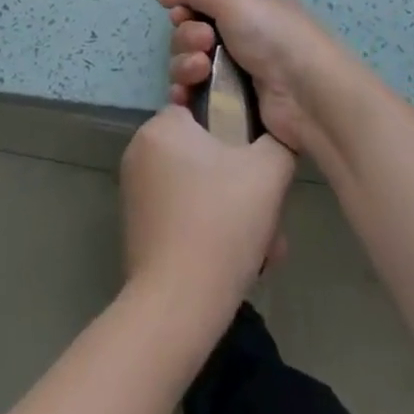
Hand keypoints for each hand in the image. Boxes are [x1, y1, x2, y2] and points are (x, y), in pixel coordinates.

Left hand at [120, 106, 294, 321]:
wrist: (178, 305)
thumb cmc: (221, 224)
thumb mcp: (269, 171)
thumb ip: (278, 140)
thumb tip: (278, 136)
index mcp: (163, 126)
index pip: (204, 107)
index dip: (237, 131)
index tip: (257, 160)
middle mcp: (141, 150)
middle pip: (203, 151)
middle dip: (240, 181)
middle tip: (268, 212)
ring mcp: (134, 190)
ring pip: (197, 187)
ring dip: (231, 209)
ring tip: (263, 245)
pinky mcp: (136, 226)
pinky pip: (182, 213)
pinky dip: (209, 228)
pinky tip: (239, 260)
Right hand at [157, 0, 359, 158]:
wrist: (309, 97)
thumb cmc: (274, 37)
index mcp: (249, 3)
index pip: (201, 2)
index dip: (185, 10)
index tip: (182, 15)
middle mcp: (244, 34)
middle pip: (190, 33)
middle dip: (186, 39)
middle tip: (203, 46)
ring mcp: (239, 72)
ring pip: (190, 65)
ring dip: (184, 66)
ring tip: (200, 73)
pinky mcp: (234, 105)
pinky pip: (196, 95)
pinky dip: (185, 94)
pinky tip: (184, 98)